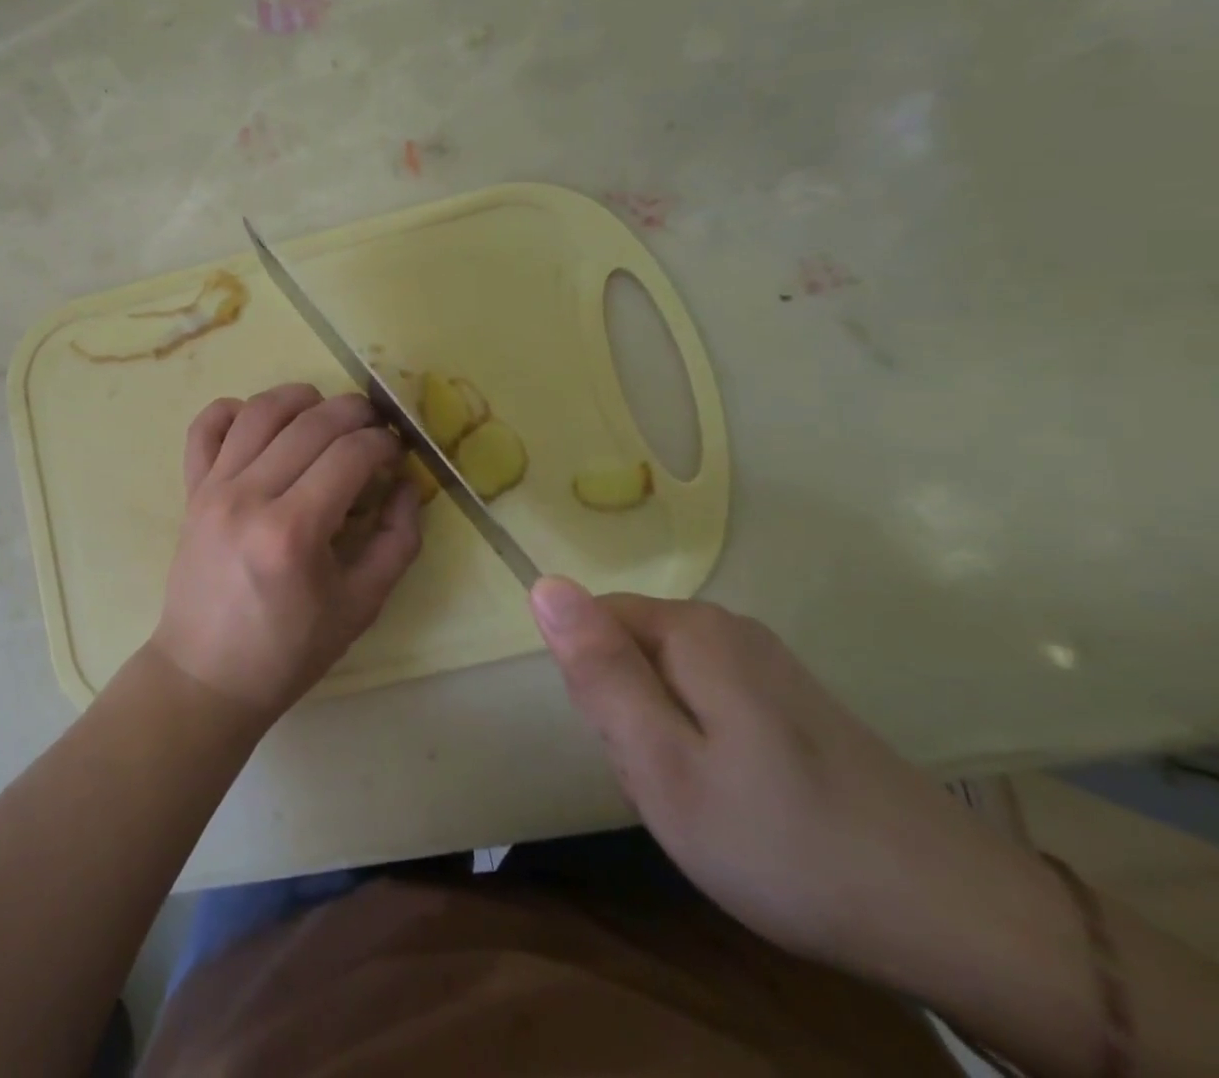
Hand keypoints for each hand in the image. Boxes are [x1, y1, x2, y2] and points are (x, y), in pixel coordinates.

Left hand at [151, 384, 422, 720]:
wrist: (207, 675)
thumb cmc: (289, 650)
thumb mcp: (362, 606)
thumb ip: (397, 540)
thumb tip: (405, 484)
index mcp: (294, 531)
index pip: (351, 454)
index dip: (384, 443)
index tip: (397, 452)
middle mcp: (249, 496)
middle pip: (311, 423)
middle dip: (355, 413)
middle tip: (375, 427)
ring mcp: (213, 488)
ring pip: (260, 411)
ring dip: (301, 398)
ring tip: (326, 412)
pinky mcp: (191, 489)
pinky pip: (205, 427)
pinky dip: (234, 409)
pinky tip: (261, 421)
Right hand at [528, 578, 1066, 991]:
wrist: (963, 923)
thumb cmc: (783, 842)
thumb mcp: (661, 764)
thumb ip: (598, 670)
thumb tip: (544, 583)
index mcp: (692, 629)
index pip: (592, 624)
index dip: (597, 692)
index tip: (633, 753)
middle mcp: (728, 628)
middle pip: (630, 653)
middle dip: (631, 718)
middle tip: (672, 790)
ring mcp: (769, 665)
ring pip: (667, 685)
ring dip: (665, 741)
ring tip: (708, 805)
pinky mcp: (795, 703)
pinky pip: (710, 708)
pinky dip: (706, 753)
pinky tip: (745, 806)